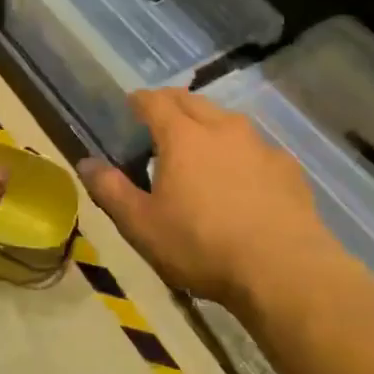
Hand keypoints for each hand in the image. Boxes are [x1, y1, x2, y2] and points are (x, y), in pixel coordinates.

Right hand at [77, 90, 342, 308]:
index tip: (131, 106)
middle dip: (172, 104)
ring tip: (201, 148)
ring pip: (227, 121)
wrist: (285, 272)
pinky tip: (243, 180)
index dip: (139, 101)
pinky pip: (257, 149)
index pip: (154, 101)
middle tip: (159, 121)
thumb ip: (110, 190)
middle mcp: (222, 128)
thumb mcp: (142, 225)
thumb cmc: (202, 245)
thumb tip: (85, 163)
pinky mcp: (288, 169)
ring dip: (209, 126)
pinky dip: (242, 154)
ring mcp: (260, 146)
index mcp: (182, 136)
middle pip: (191, 101)